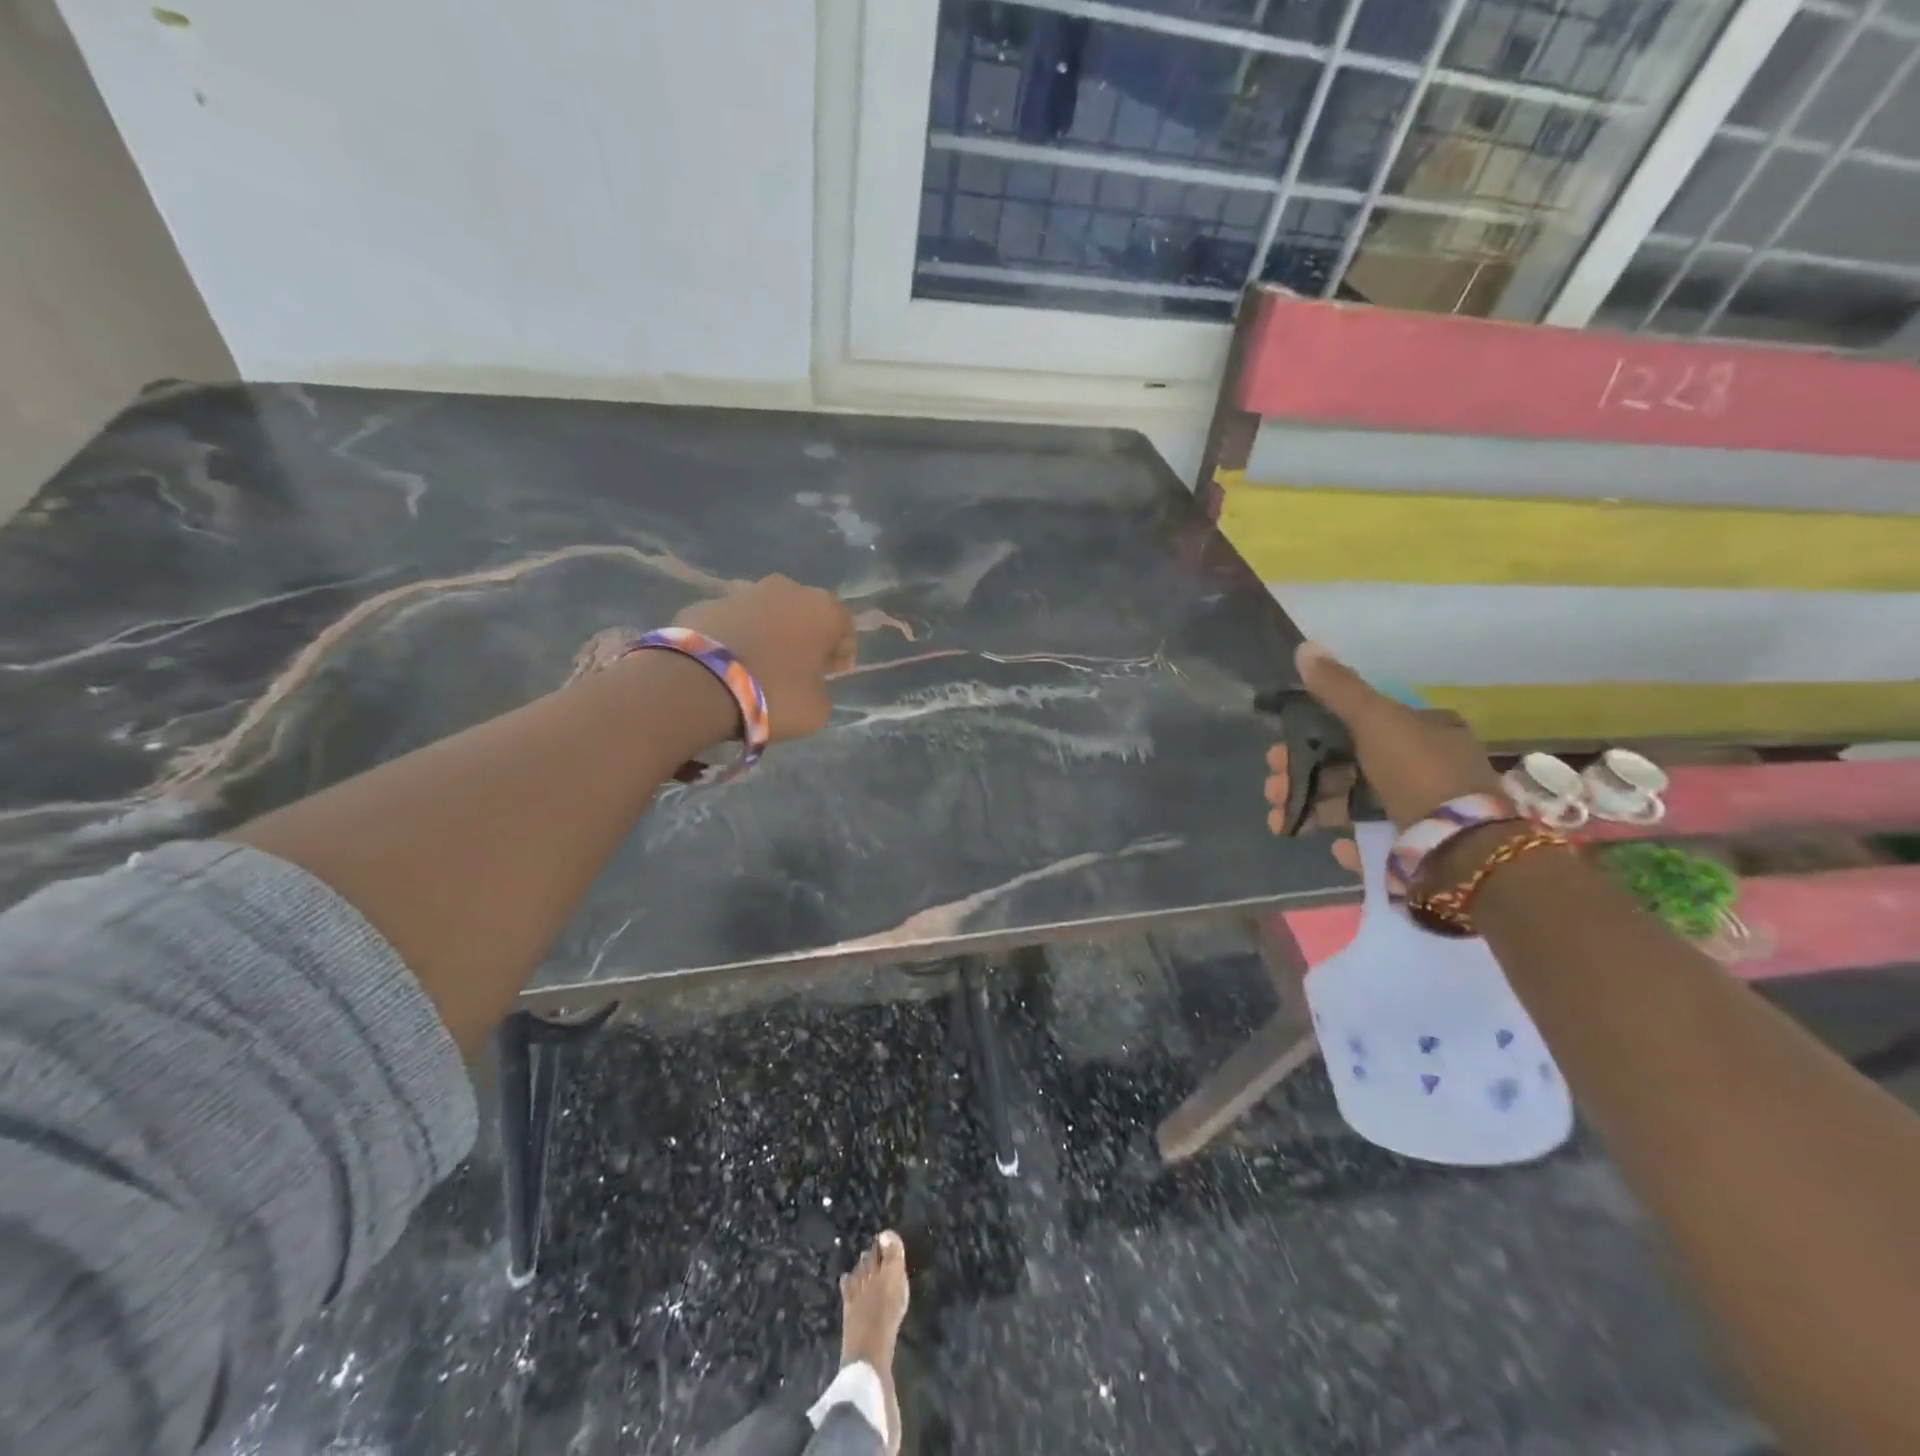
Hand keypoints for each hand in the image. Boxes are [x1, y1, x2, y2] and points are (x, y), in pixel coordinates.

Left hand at [675, 575, 855, 741]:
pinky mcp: (705, 602)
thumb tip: (808, 682)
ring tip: (759, 665)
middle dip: (805, 637)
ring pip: (766, 613)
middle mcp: (787, 589)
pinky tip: (728, 665)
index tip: (833, 675)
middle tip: (799, 667)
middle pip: (804, 613)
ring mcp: (742, 591)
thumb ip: (821, 690)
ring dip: (769, 633)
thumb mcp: (817, 709)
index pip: (844, 628)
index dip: (841, 654)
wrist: (698, 685)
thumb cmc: (773, 695)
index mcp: (823, 609)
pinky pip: (732, 622)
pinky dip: (736, 637)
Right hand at [1263, 640, 1502, 872]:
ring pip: (1352, 803)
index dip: (1313, 735)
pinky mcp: (1414, 849)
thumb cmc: (1418, 773)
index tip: (1279, 750)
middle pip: (1347, 765)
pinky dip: (1348, 840)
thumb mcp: (1376, 720)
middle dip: (1301, 775)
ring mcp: (1420, 810)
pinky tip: (1333, 844)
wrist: (1462, 851)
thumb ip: (1339, 688)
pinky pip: (1372, 839)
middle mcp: (1425, 767)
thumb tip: (1304, 646)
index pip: (1359, 724)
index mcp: (1425, 731)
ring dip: (1311, 807)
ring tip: (1278, 819)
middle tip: (1272, 787)